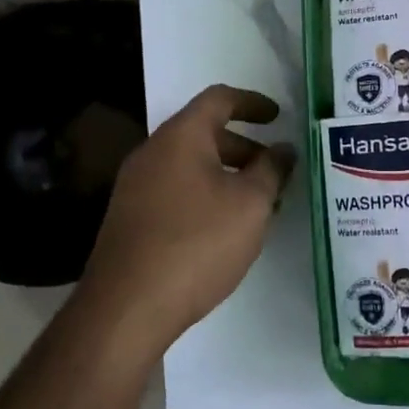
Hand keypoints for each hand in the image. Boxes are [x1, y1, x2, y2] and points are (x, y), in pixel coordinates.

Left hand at [81, 84, 294, 355]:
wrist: (125, 309)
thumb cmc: (196, 244)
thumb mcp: (250, 204)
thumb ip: (272, 170)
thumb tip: (283, 150)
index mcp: (180, 137)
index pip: (219, 99)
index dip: (253, 103)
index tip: (278, 118)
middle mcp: (152, 153)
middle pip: (204, 134)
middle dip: (245, 148)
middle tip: (276, 173)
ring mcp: (136, 187)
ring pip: (191, 166)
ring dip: (227, 176)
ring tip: (259, 206)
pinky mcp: (131, 219)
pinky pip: (176, 191)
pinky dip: (206, 196)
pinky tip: (225, 230)